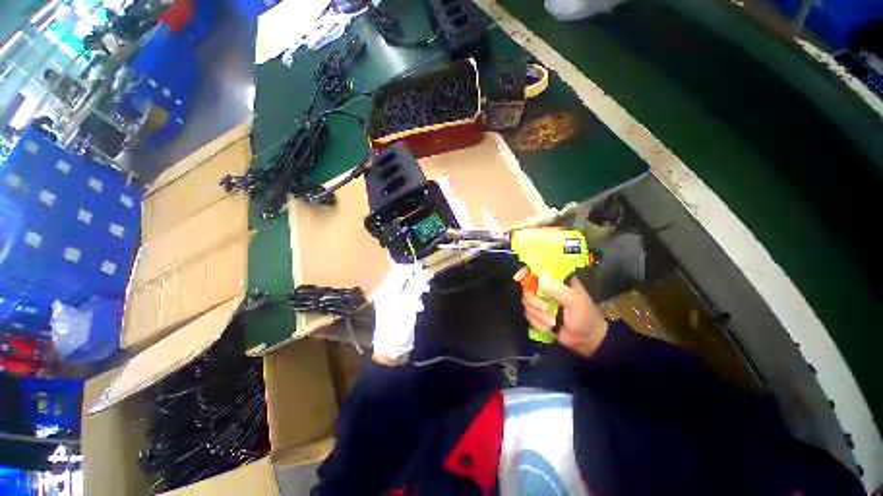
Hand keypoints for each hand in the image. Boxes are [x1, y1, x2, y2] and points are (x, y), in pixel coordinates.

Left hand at [372, 262, 429, 364]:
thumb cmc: (398, 326)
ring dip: (415, 287)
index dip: (409, 267)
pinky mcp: (396, 310)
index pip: (396, 271)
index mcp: (386, 291)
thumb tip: (421, 271)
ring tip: (425, 290)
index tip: (422, 267)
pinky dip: (413, 297)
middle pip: (401, 279)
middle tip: (426, 280)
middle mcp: (387, 294)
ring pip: (405, 288)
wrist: (391, 351)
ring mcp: (391, 303)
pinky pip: (405, 298)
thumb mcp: (408, 304)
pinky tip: (419, 304)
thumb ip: (414, 286)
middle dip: (414, 278)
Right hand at [514, 268, 608, 357]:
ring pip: (526, 303)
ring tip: (552, 322)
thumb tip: (538, 278)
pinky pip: (527, 314)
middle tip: (545, 309)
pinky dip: (536, 322)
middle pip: (527, 288)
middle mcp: (546, 288)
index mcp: (557, 279)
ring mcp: (541, 301)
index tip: (518, 278)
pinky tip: (547, 328)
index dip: (525, 272)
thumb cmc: (585, 316)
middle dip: (534, 301)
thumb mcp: (574, 301)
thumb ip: (557, 289)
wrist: (587, 340)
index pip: (537, 269)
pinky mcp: (538, 314)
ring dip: (538, 315)